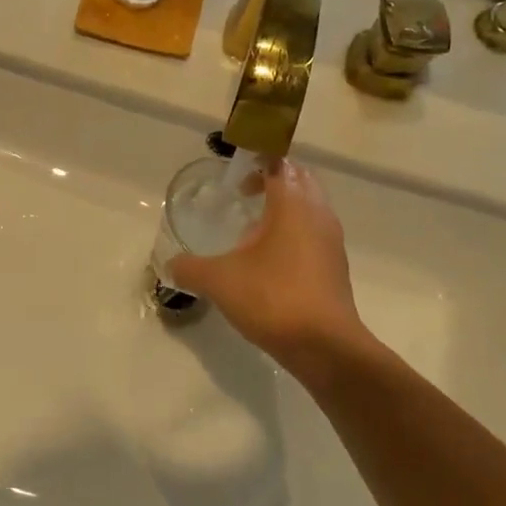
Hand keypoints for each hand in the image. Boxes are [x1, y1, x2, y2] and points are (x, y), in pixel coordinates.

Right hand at [169, 162, 369, 386]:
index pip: (279, 163)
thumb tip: (169, 265)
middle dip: (272, 179)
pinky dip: (294, 232)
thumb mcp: (219, 281)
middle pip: (299, 179)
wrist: (325, 347)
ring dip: (285, 207)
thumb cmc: (273, 298)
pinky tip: (269, 259)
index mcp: (292, 204)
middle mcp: (317, 214)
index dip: (257, 159)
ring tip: (253, 228)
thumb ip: (190, 268)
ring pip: (310, 206)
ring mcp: (331, 240)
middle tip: (243, 192)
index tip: (235, 170)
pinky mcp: (336, 266)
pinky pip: (314, 233)